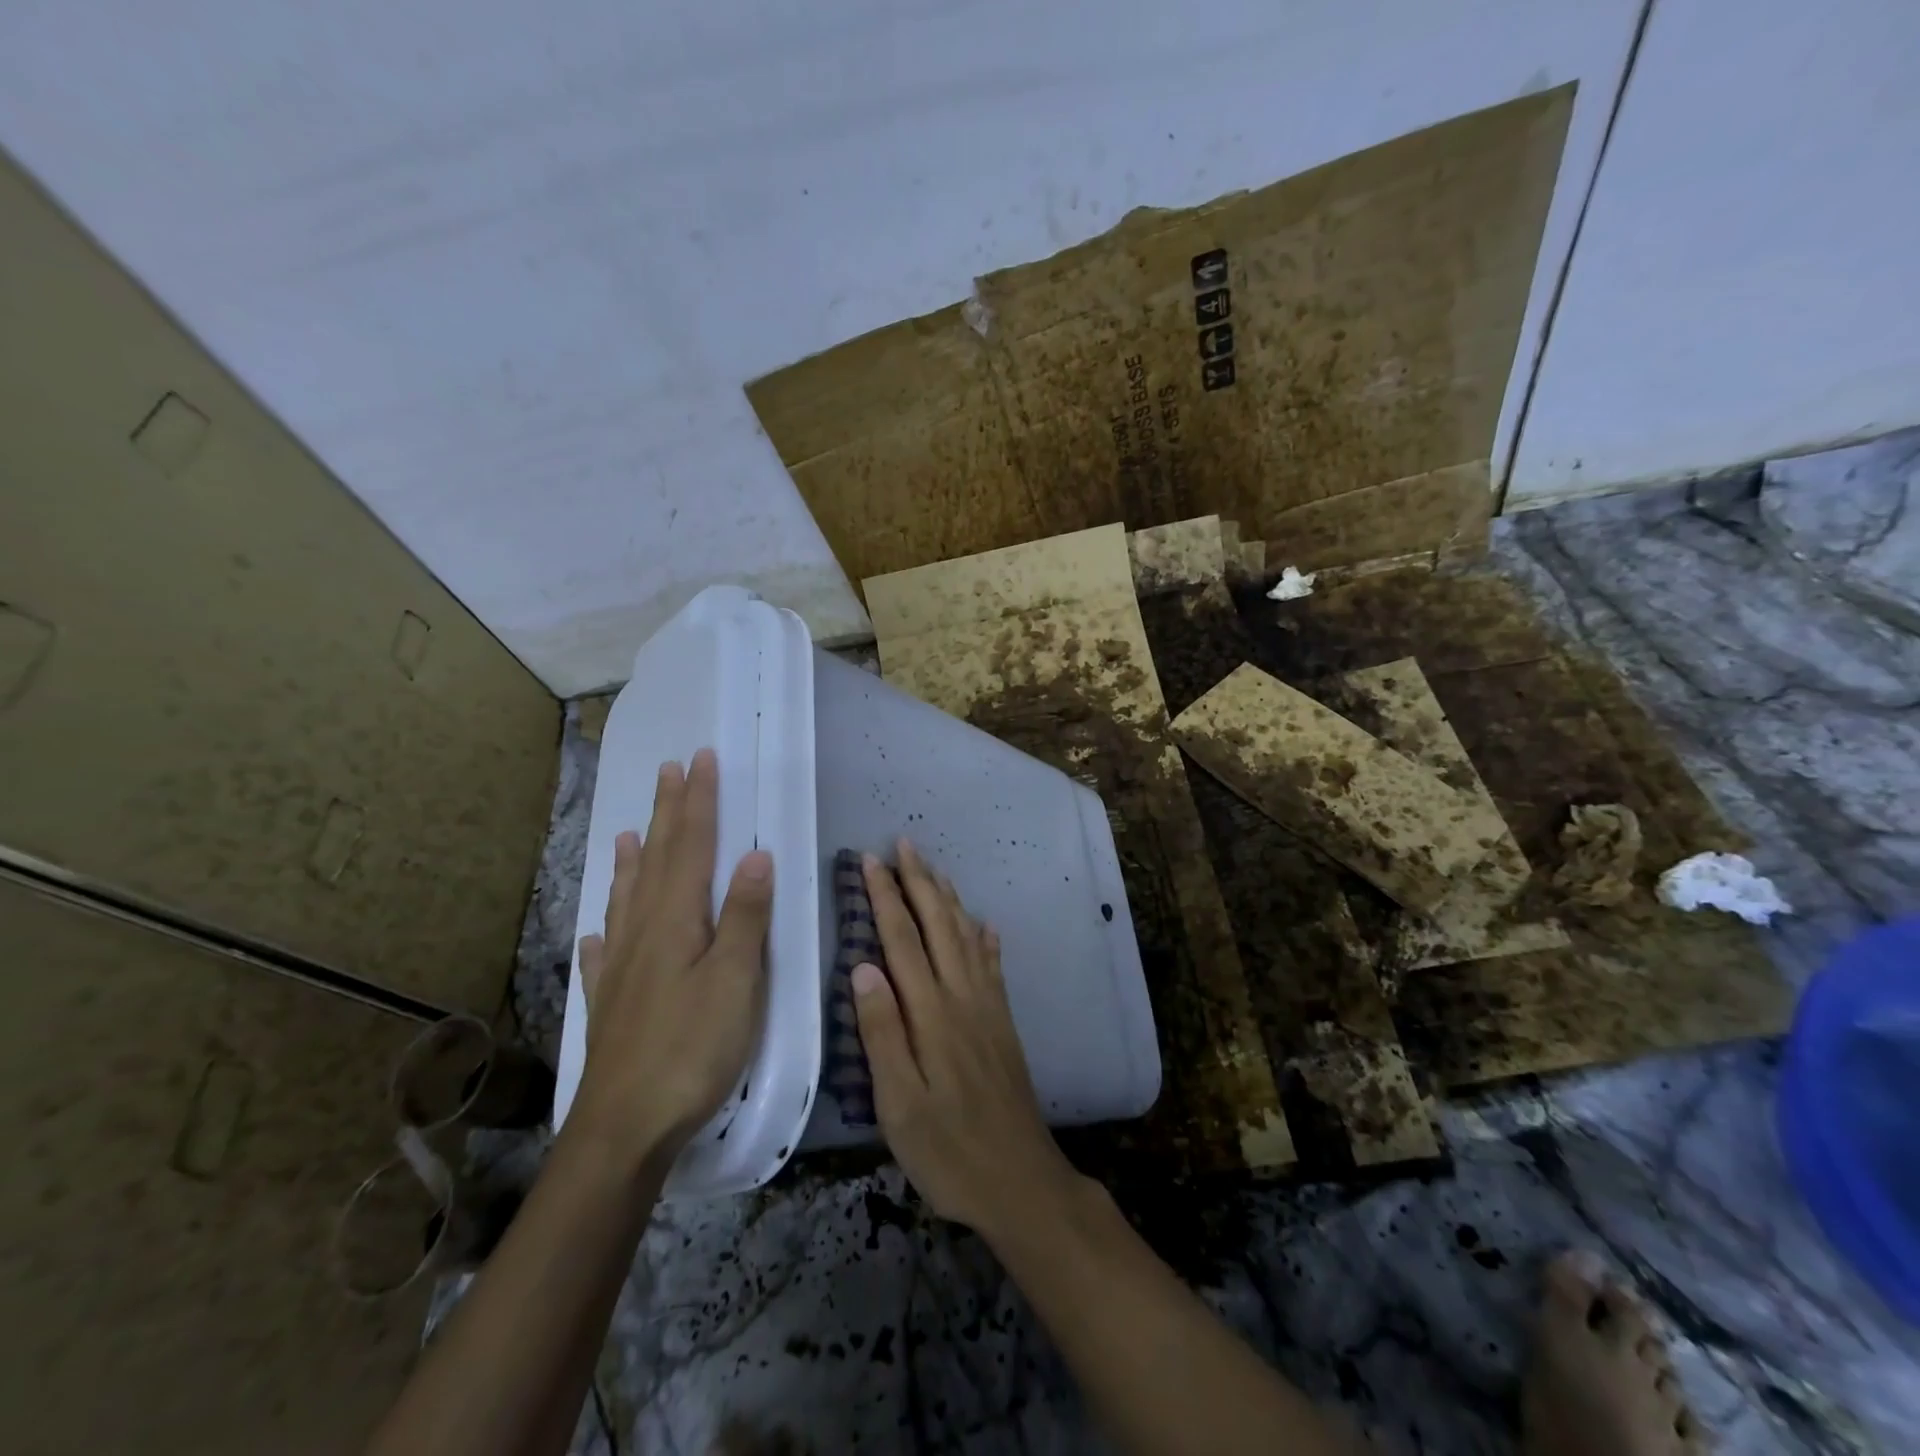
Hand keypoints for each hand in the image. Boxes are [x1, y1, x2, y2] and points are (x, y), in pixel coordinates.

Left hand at [572, 748, 773, 1171]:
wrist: (624, 1126)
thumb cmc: (691, 1048)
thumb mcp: (735, 979)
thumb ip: (744, 916)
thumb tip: (755, 854)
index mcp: (676, 920)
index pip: (690, 846)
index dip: (698, 801)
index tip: (701, 760)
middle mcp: (642, 932)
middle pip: (657, 860)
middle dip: (668, 813)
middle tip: (669, 771)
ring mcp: (621, 968)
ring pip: (627, 898)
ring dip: (633, 861)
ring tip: (629, 832)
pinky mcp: (610, 1003)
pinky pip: (605, 953)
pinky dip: (605, 930)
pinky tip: (598, 931)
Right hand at [851, 838, 1083, 1239]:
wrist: (1021, 1180)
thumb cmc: (948, 1150)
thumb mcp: (899, 1104)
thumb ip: (882, 1033)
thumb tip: (862, 967)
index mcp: (931, 1013)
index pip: (902, 940)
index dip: (885, 897)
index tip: (871, 861)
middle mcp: (962, 997)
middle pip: (938, 926)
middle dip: (919, 882)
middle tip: (903, 844)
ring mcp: (987, 1007)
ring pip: (966, 936)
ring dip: (947, 898)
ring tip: (934, 868)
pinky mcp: (1003, 1023)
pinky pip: (993, 966)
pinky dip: (984, 938)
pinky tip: (983, 924)